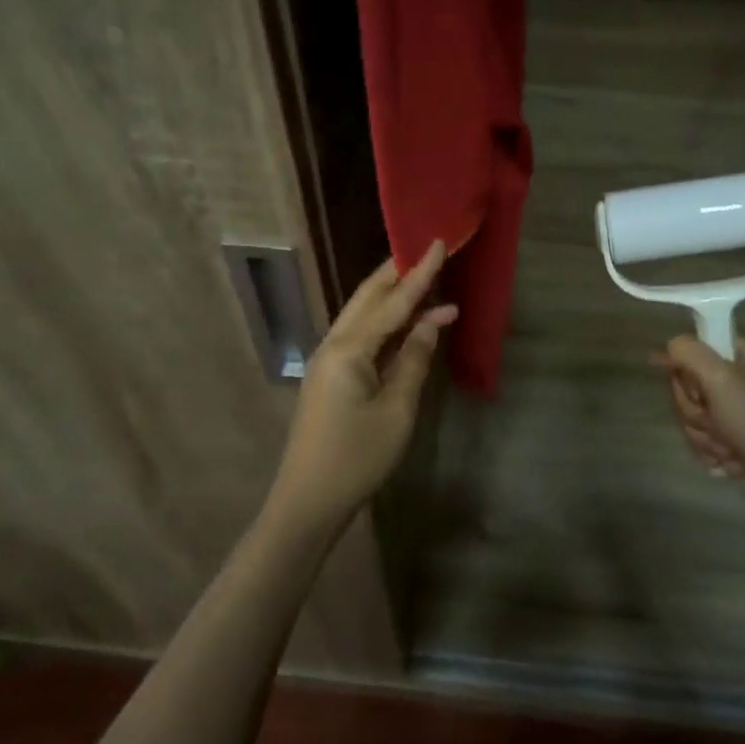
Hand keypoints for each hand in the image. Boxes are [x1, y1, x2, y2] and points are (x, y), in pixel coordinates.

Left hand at [268, 242, 457, 529]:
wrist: (308, 501)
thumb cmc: (357, 457)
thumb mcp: (397, 409)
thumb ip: (414, 359)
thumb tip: (432, 320)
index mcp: (349, 349)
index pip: (392, 302)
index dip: (419, 273)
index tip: (437, 242)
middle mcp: (333, 344)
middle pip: (368, 298)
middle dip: (397, 274)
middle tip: (425, 251)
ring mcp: (328, 360)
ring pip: (362, 315)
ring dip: (391, 297)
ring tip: (421, 279)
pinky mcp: (330, 377)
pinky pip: (360, 337)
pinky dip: (384, 324)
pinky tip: (404, 323)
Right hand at [651, 335, 744, 517]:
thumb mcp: (719, 376)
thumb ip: (687, 351)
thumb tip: (670, 347)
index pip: (697, 348)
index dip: (685, 370)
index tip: (694, 390)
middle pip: (691, 384)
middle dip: (695, 409)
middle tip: (715, 420)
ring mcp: (743, 409)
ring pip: (696, 414)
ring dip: (703, 433)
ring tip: (727, 444)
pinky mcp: (740, 436)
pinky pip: (705, 436)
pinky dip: (711, 450)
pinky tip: (729, 458)